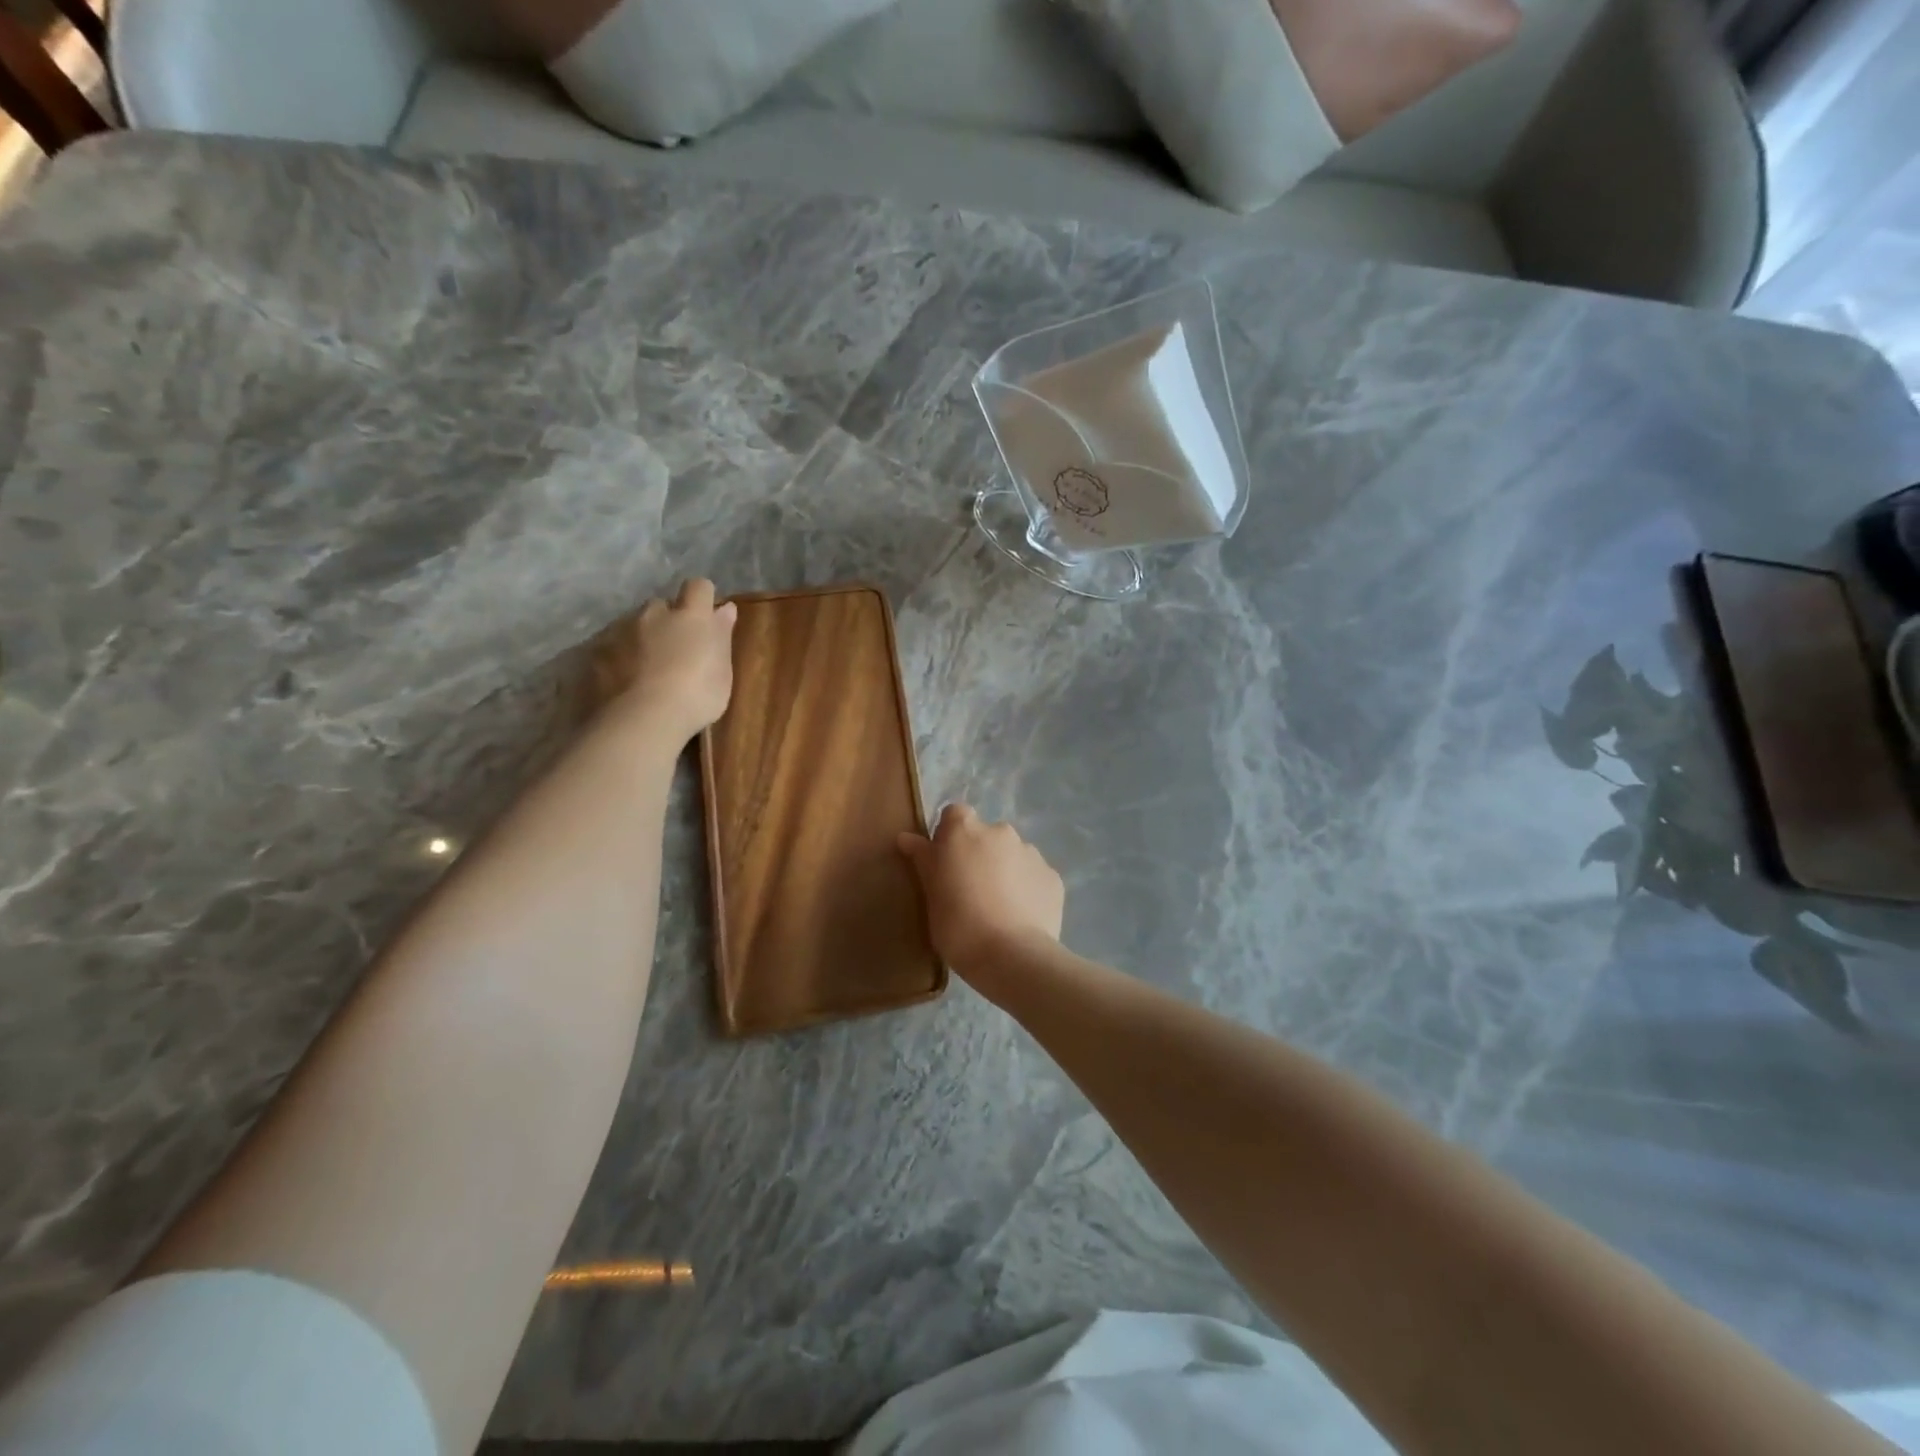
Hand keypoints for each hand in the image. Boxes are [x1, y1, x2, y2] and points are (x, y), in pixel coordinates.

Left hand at [585, 579, 737, 743]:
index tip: (706, 617)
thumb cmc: (696, 697)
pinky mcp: (594, 652)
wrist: (641, 720)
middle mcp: (653, 614)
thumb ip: (721, 637)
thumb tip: (726, 609)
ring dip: (640, 638)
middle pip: (661, 606)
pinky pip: (608, 647)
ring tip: (644, 670)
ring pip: (632, 625)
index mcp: (690, 617)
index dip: (703, 598)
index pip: (699, 587)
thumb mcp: (723, 672)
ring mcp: (619, 631)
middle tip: (674, 650)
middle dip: (667, 621)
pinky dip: (616, 658)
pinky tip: (621, 683)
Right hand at [898, 805, 1064, 983]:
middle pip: (985, 835)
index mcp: (965, 831)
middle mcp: (1001, 832)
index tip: (944, 864)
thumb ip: (923, 860)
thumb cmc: (959, 925)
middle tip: (969, 890)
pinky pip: (1033, 876)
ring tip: (997, 908)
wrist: (1013, 957)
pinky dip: (1026, 889)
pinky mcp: (1053, 877)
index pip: (953, 815)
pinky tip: (1020, 917)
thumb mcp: (931, 895)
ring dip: (1003, 871)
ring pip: (1012, 855)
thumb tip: (906, 837)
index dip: (948, 836)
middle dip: (978, 854)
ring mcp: (1031, 853)